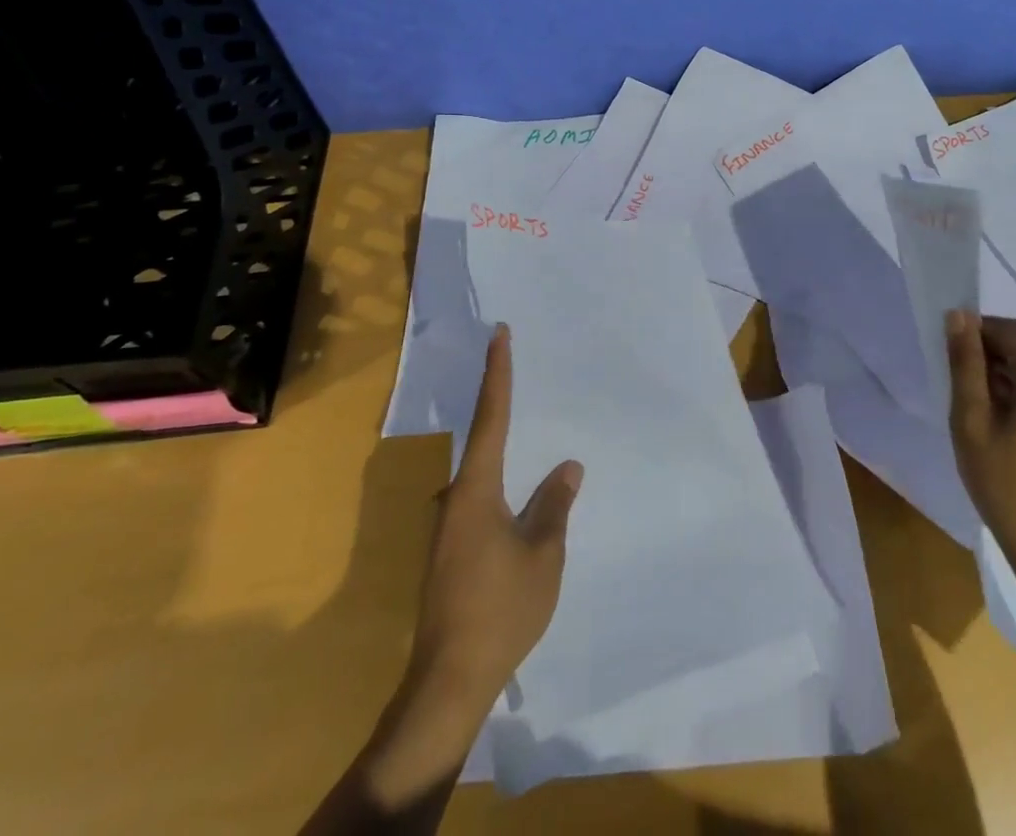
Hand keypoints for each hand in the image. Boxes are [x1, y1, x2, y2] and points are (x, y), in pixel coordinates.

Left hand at [407, 324, 583, 713]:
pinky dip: (501, 486)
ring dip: (503, 454)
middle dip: (500, 407)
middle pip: (482, 441)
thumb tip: (568, 466)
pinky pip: (480, 501)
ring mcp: (448, 527)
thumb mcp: (543, 554)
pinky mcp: (449, 552)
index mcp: (477, 489)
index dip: (497, 373)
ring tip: (533, 439)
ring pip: (481, 476)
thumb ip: (554, 505)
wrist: (448, 682)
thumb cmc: (501, 609)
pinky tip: (520, 501)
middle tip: (518, 373)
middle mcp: (455, 498)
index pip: (492, 416)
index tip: (499, 334)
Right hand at [946, 310, 1015, 606]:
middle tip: (968, 399)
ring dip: (1012, 382)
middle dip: (993, 362)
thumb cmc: (1007, 488)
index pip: (1008, 331)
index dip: (976, 335)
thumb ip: (965, 363)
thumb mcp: (972, 422)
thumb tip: (960, 315)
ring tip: (990, 421)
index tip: (954, 362)